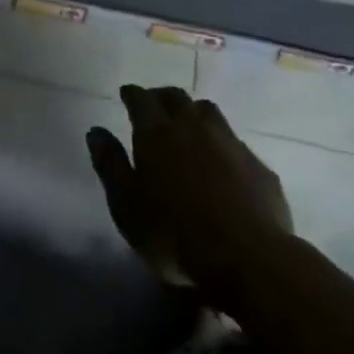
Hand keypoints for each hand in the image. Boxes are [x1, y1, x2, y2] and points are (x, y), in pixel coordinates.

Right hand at [87, 85, 291, 287]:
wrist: (249, 259)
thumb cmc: (174, 234)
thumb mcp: (126, 205)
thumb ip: (110, 164)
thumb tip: (96, 132)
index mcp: (156, 133)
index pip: (141, 98)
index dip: (132, 94)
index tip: (126, 94)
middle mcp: (193, 126)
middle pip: (176, 97)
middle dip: (162, 97)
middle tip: (154, 106)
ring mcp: (229, 143)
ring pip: (208, 111)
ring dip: (194, 112)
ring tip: (188, 126)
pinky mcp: (257, 166)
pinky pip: (234, 141)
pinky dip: (221, 143)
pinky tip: (221, 162)